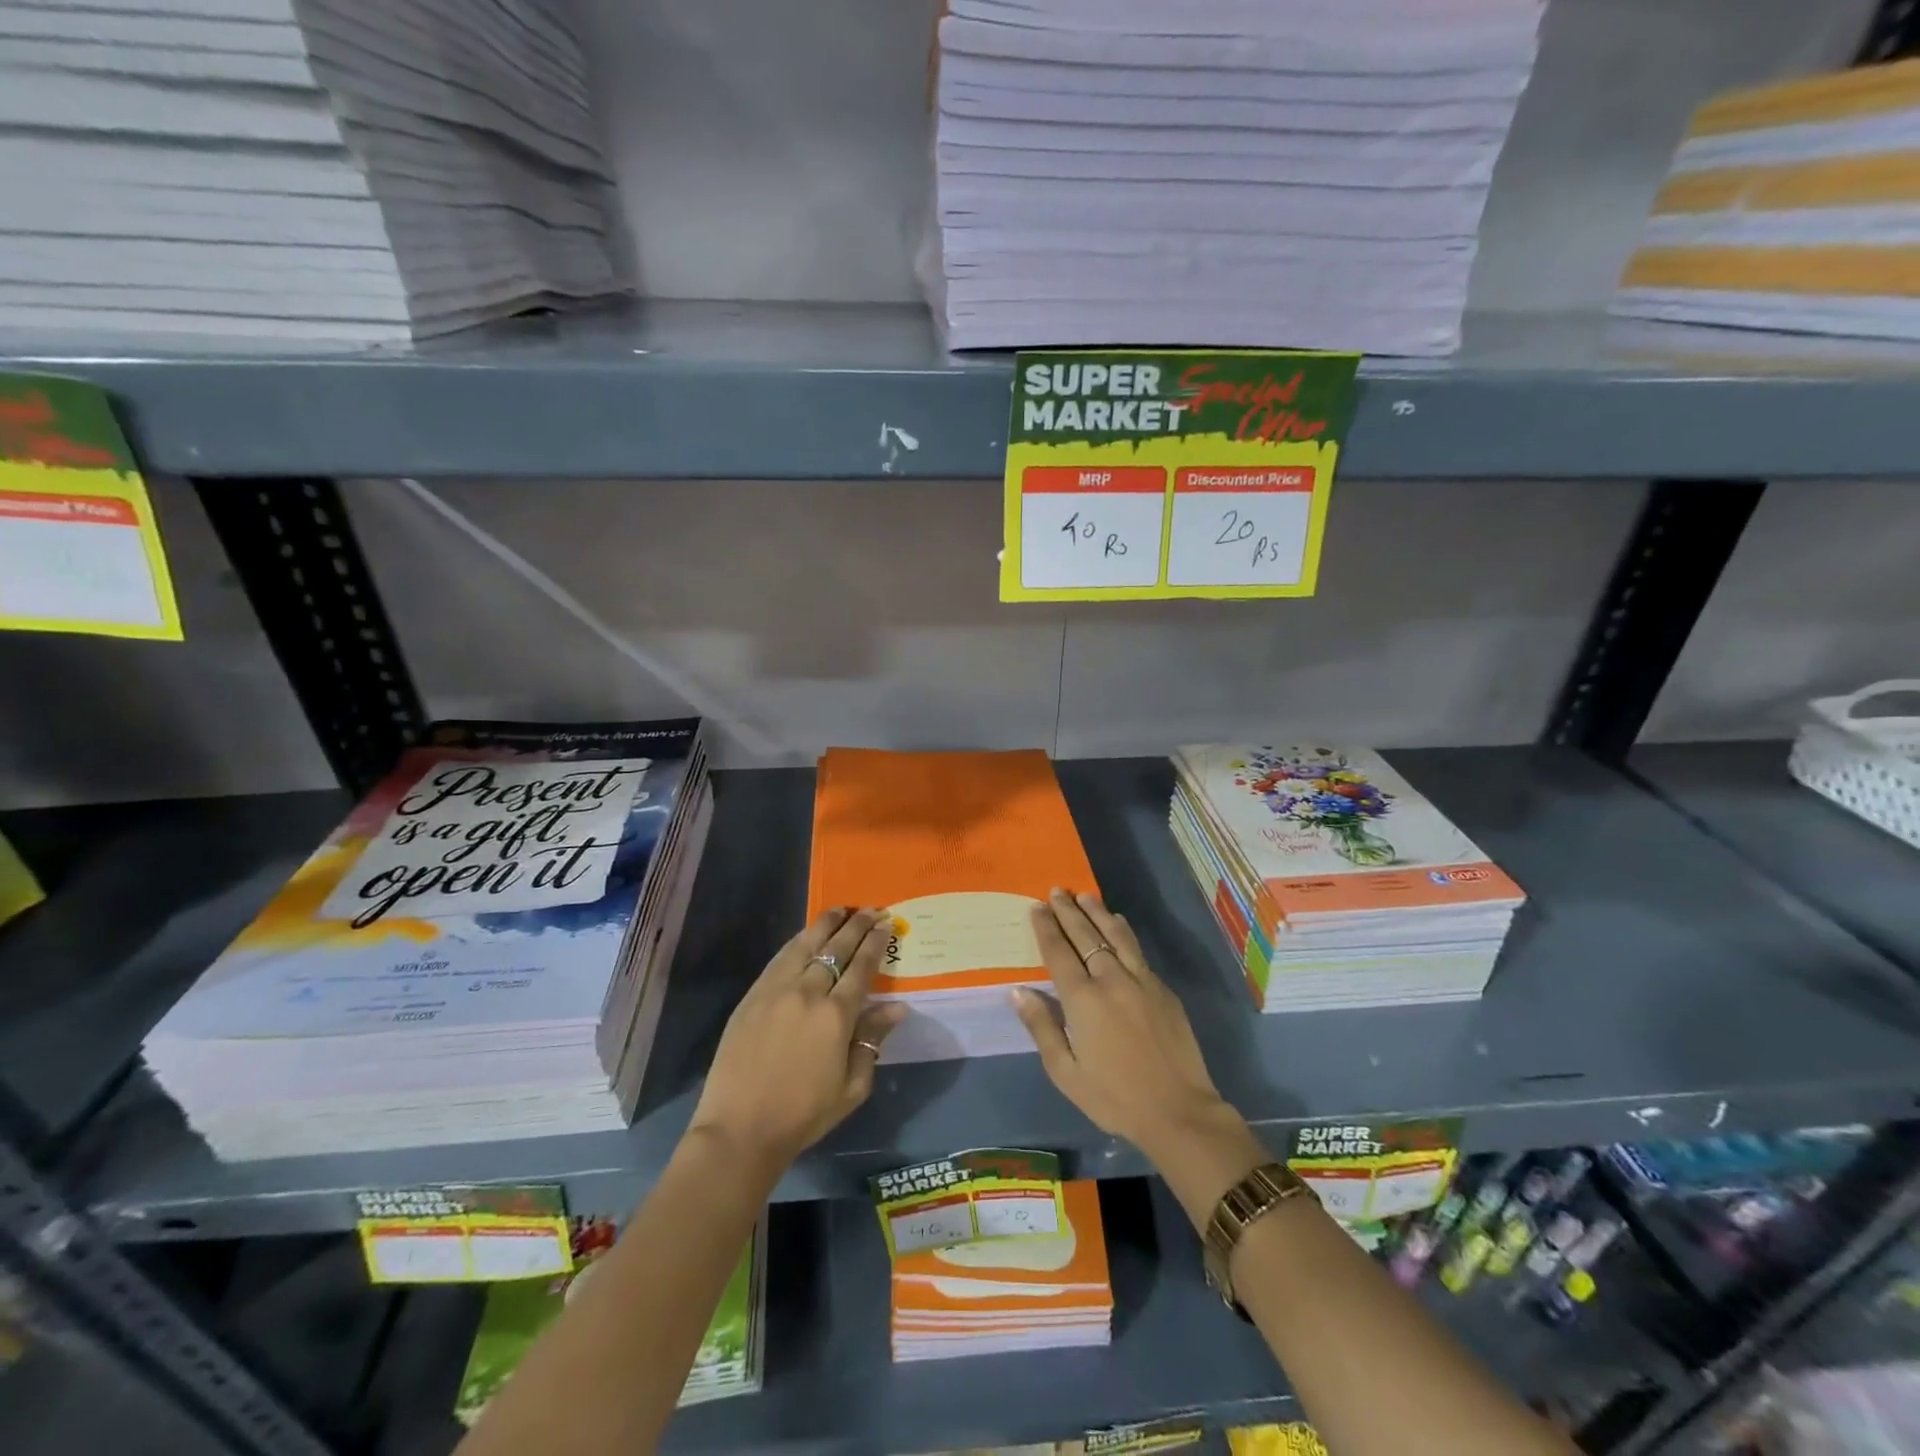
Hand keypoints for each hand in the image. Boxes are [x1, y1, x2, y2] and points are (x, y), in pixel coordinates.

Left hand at [689, 907, 907, 1172]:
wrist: (740, 1129)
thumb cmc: (803, 1115)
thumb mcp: (852, 1087)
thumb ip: (872, 1040)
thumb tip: (897, 1007)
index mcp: (836, 1016)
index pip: (861, 967)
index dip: (875, 943)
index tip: (886, 924)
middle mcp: (807, 993)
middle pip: (836, 949)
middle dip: (856, 926)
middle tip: (870, 910)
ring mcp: (776, 991)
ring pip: (805, 945)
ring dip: (825, 924)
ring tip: (840, 910)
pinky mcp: (752, 996)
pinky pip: (779, 958)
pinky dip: (797, 941)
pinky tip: (805, 935)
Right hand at [1012, 890, 1231, 1159]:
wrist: (1179, 1111)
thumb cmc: (1114, 1097)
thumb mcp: (1066, 1073)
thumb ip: (1042, 1027)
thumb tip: (1018, 991)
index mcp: (1083, 1000)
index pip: (1059, 953)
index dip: (1046, 928)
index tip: (1037, 907)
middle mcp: (1111, 980)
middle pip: (1085, 936)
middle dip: (1068, 911)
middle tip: (1056, 891)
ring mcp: (1141, 981)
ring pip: (1115, 935)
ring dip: (1098, 912)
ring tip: (1085, 896)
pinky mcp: (1163, 989)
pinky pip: (1137, 950)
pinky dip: (1123, 931)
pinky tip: (1118, 923)